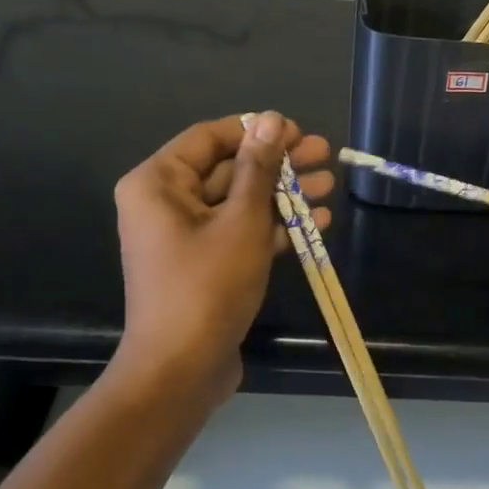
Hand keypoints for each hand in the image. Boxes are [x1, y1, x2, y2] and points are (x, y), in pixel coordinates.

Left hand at [112, 112, 331, 405]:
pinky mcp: (204, 264)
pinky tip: (317, 223)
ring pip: (239, 202)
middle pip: (228, 169)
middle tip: (325, 155)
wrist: (181, 369)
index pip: (210, 137)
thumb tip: (272, 120)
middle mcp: (165, 203)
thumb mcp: (241, 221)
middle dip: (279, 164)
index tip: (299, 132)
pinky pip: (239, 232)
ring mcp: (184, 236)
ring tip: (330, 186)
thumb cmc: (207, 286)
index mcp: (158, 183)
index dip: (257, 131)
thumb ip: (259, 169)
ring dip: (283, 195)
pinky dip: (273, 227)